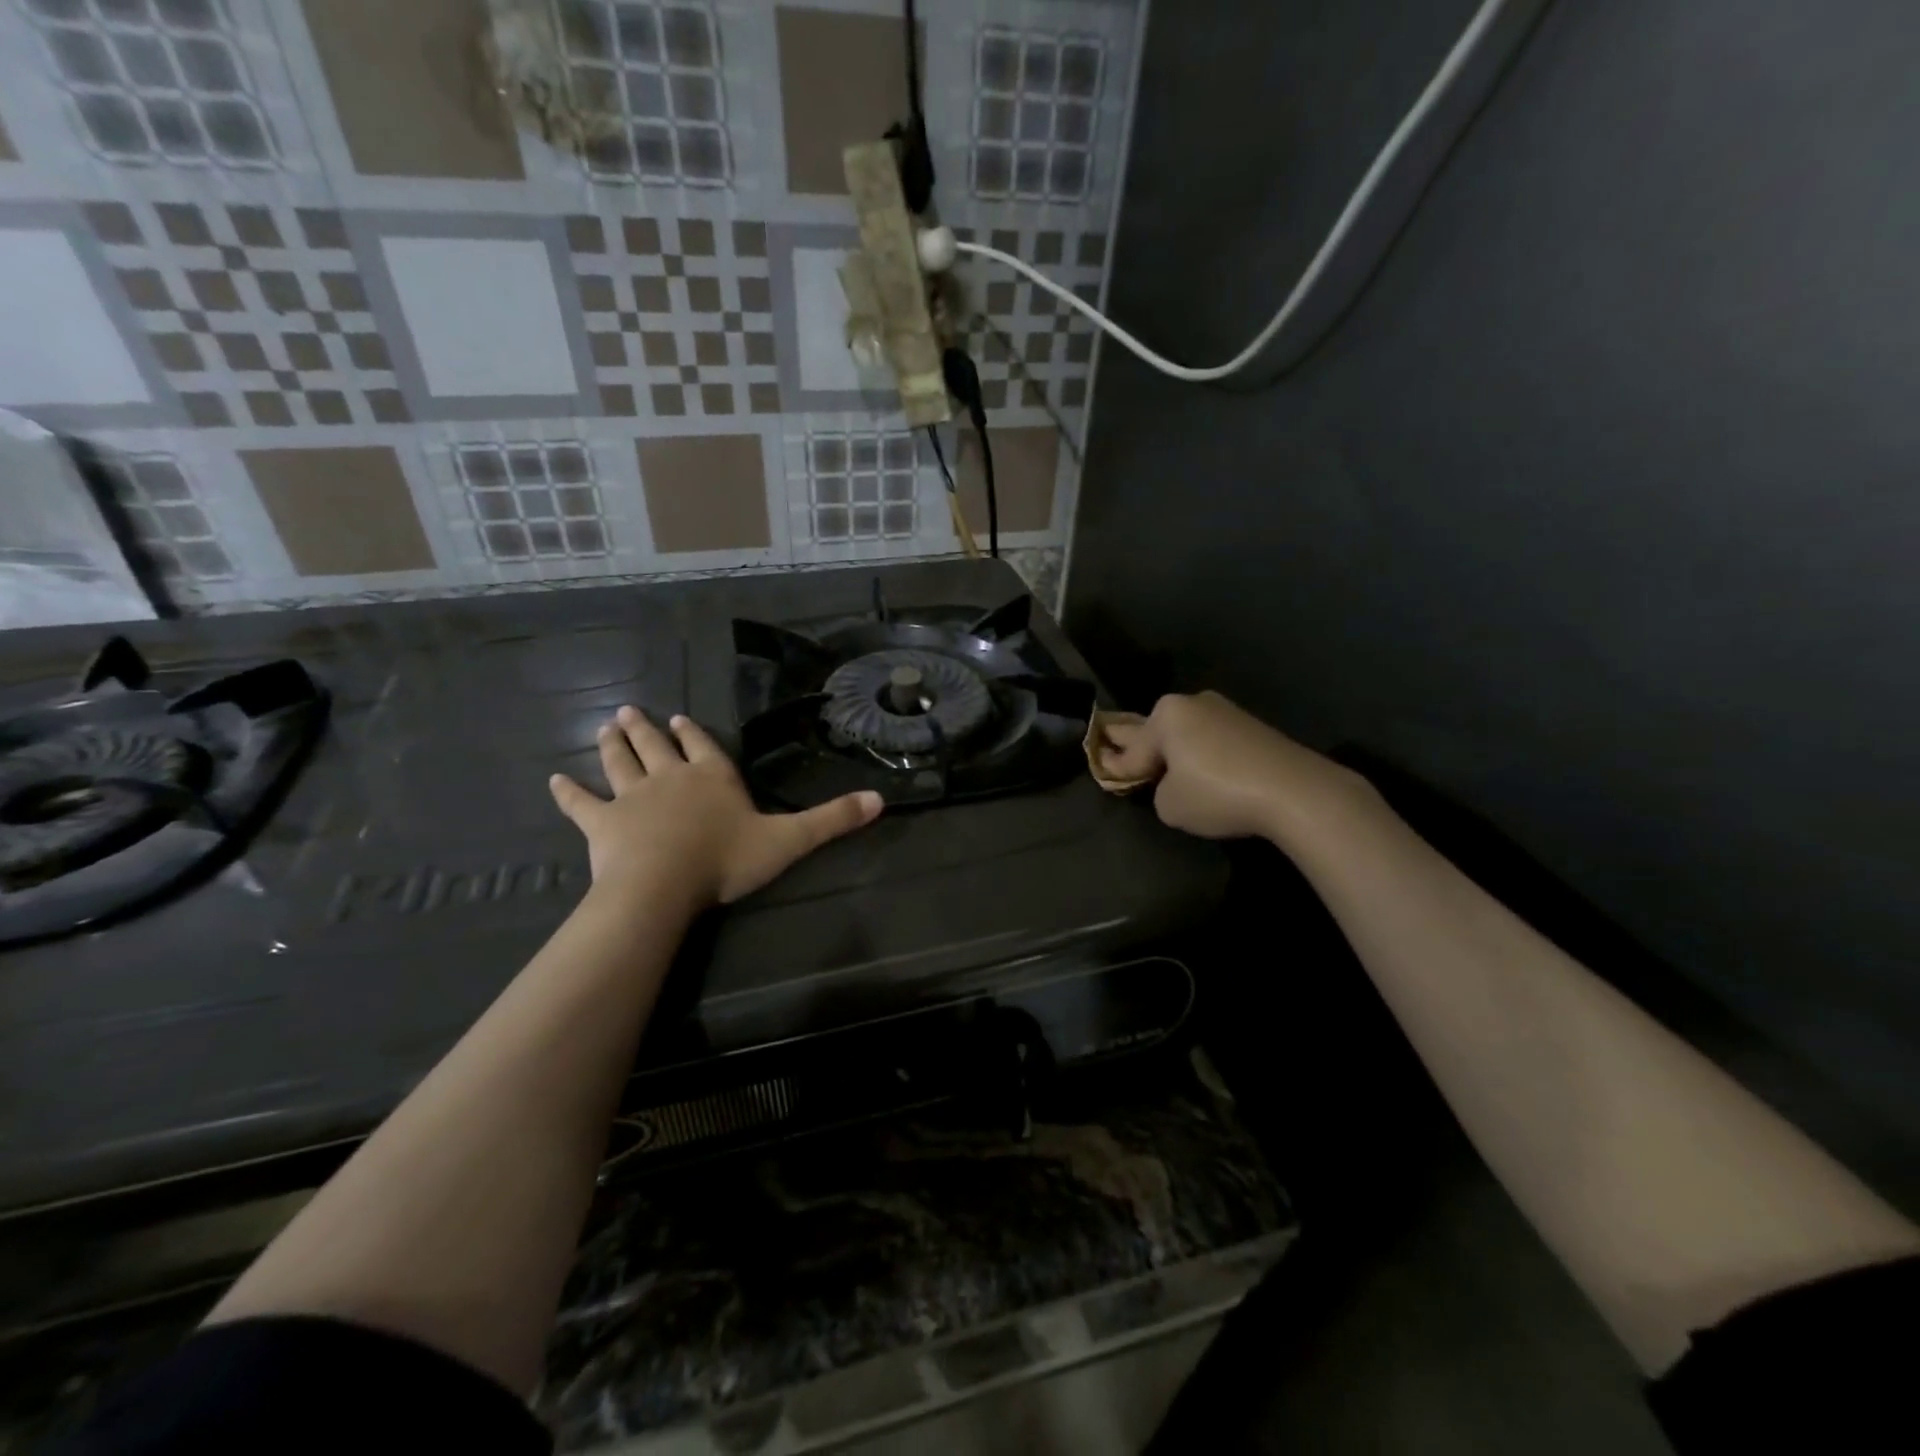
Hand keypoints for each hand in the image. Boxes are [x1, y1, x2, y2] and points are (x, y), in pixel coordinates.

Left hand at [549, 706, 882, 908]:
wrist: (663, 885)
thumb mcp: (789, 839)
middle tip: (630, 711)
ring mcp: (633, 798)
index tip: (679, 718)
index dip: (693, 735)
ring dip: (613, 745)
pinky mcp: (602, 824)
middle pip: (657, 747)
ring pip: (621, 764)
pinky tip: (552, 780)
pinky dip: (567, 792)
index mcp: (713, 777)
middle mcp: (672, 778)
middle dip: (646, 730)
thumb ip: (832, 820)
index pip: (705, 748)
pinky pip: (581, 804)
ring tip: (606, 726)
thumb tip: (881, 800)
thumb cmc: (726, 859)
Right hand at [1098, 691, 1365, 842]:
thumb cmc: (1217, 794)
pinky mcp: (1253, 727)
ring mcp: (1226, 712)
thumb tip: (1173, 785)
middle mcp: (1193, 703)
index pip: (1132, 748)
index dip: (1115, 766)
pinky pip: (1213, 742)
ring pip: (1187, 735)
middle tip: (1128, 762)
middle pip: (1158, 731)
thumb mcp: (1168, 805)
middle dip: (1145, 748)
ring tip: (1169, 775)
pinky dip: (1205, 757)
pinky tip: (1205, 775)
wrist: (1294, 791)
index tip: (1102, 770)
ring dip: (1178, 753)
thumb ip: (1158, 792)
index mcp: (1166, 714)